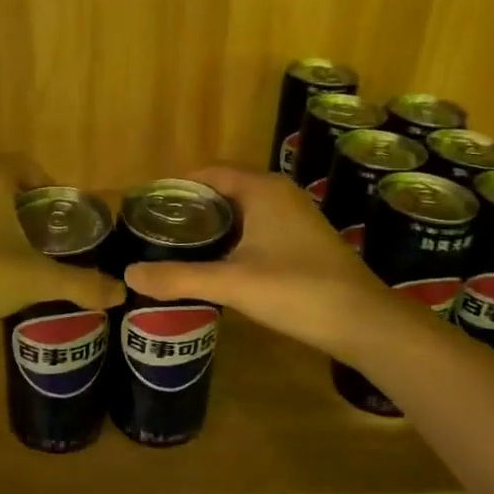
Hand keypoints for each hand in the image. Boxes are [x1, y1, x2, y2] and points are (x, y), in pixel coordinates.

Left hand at [0, 158, 126, 339]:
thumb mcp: (36, 279)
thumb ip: (80, 283)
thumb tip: (121, 293)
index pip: (26, 164)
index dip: (49, 186)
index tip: (63, 217)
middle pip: (3, 184)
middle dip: (27, 208)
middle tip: (49, 238)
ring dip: (1, 224)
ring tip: (22, 256)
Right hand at [122, 165, 405, 362]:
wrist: (363, 321)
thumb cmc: (297, 290)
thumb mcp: (232, 284)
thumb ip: (179, 277)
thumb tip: (130, 274)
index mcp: (262, 189)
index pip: (210, 172)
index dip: (178, 186)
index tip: (149, 207)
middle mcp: (280, 193)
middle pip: (226, 189)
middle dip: (193, 206)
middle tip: (157, 229)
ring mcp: (297, 216)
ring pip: (244, 210)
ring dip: (215, 223)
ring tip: (180, 246)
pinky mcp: (305, 240)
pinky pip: (260, 226)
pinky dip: (236, 237)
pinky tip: (220, 263)